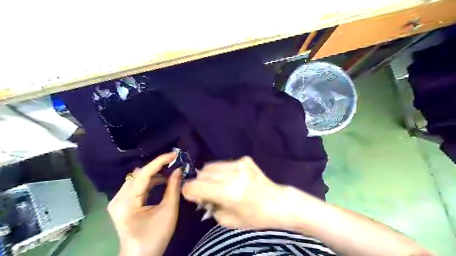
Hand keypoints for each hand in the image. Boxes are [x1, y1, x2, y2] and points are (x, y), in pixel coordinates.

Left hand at [108, 152, 180, 255]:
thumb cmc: (155, 237)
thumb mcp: (168, 211)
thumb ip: (173, 188)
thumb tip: (178, 170)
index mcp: (126, 202)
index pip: (143, 174)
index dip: (159, 161)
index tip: (174, 154)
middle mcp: (117, 198)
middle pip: (139, 174)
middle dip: (157, 167)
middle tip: (174, 164)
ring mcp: (117, 201)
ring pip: (137, 178)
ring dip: (154, 174)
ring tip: (170, 173)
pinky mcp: (121, 203)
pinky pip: (136, 186)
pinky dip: (150, 181)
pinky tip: (161, 181)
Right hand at [181, 156, 283, 229]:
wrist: (278, 202)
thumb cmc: (254, 217)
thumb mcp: (228, 221)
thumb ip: (210, 207)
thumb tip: (200, 195)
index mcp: (229, 192)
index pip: (195, 186)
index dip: (189, 191)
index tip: (192, 196)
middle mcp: (233, 174)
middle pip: (202, 173)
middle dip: (199, 184)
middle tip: (206, 193)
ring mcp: (240, 163)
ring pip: (211, 165)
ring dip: (209, 176)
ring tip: (218, 185)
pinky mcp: (244, 159)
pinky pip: (224, 163)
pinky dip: (221, 172)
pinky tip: (231, 179)